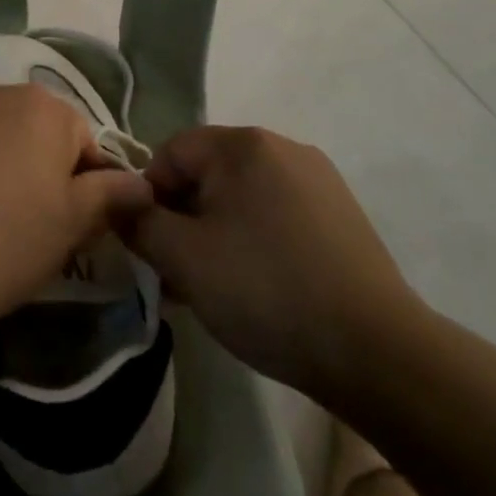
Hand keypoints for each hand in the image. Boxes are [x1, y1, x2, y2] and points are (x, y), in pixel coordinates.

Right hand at [115, 125, 426, 408]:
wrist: (375, 350)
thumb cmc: (265, 291)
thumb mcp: (183, 258)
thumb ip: (138, 222)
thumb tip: (120, 204)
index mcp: (243, 145)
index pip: (170, 153)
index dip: (147, 197)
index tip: (149, 247)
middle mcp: (282, 147)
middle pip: (206, 174)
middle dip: (181, 219)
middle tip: (175, 273)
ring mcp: (318, 180)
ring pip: (240, 197)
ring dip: (214, 234)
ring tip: (211, 287)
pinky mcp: (340, 214)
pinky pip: (275, 214)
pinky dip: (252, 240)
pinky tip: (255, 286)